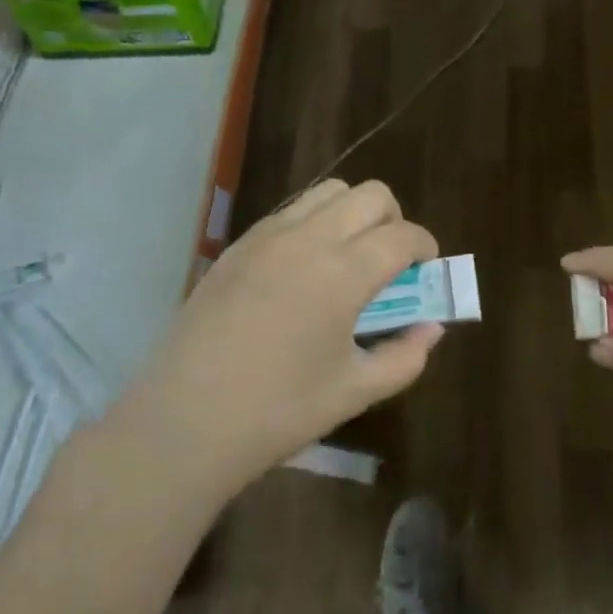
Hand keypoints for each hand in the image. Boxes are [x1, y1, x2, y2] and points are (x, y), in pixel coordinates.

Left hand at [113, 180, 443, 499]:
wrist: (182, 422)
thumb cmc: (276, 412)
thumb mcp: (353, 392)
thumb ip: (404, 358)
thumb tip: (430, 328)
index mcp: (343, 273)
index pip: (402, 235)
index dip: (425, 247)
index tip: (427, 267)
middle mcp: (310, 239)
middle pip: (371, 195)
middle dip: (394, 219)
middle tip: (390, 260)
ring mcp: (268, 236)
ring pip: (329, 191)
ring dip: (353, 213)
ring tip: (348, 256)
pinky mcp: (239, 244)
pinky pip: (291, 210)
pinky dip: (314, 223)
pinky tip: (304, 268)